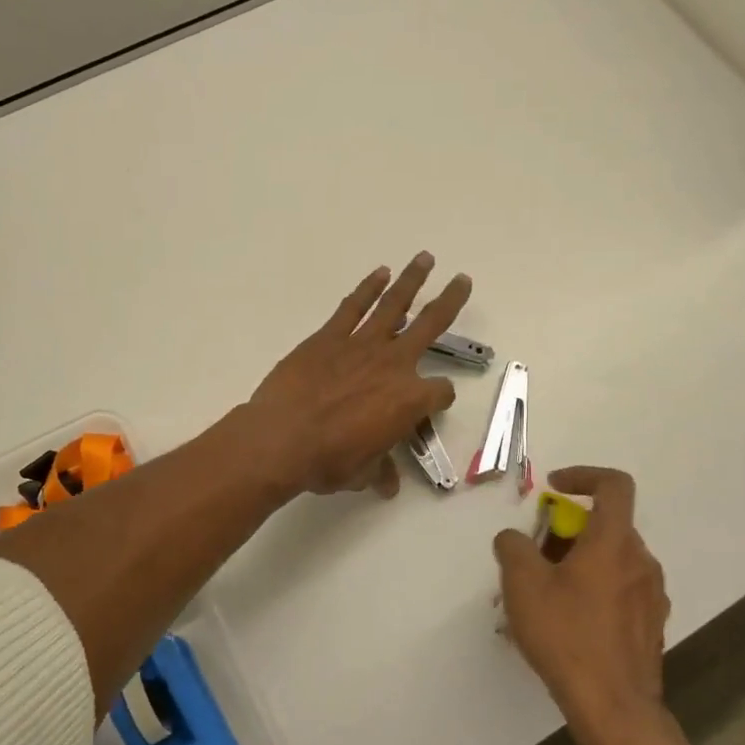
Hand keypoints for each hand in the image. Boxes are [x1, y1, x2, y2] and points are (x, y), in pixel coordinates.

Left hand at [248, 253, 470, 497]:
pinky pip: (354, 306)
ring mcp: (362, 345)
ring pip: (395, 305)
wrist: (281, 438)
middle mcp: (394, 365)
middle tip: (463, 281)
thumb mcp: (361, 473)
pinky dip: (368, 288)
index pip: (440, 393)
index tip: (430, 405)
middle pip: (432, 326)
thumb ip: (379, 470)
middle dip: (450, 302)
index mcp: (409, 401)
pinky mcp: (329, 337)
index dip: (439, 399)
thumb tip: (388, 485)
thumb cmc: (327, 460)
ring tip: (425, 259)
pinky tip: (380, 272)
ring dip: (412, 280)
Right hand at [495, 466, 680, 744]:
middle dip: (567, 530)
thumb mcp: (523, 584)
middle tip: (534, 555)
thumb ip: (514, 547)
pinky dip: (592, 589)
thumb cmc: (567, 636)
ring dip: (578, 562)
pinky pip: (619, 590)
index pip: (614, 485)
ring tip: (542, 594)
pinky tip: (565, 622)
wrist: (614, 708)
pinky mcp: (650, 626)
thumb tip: (515, 538)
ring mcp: (651, 596)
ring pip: (611, 560)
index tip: (553, 488)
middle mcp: (641, 561)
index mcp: (614, 542)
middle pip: (605, 526)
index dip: (583, 475)